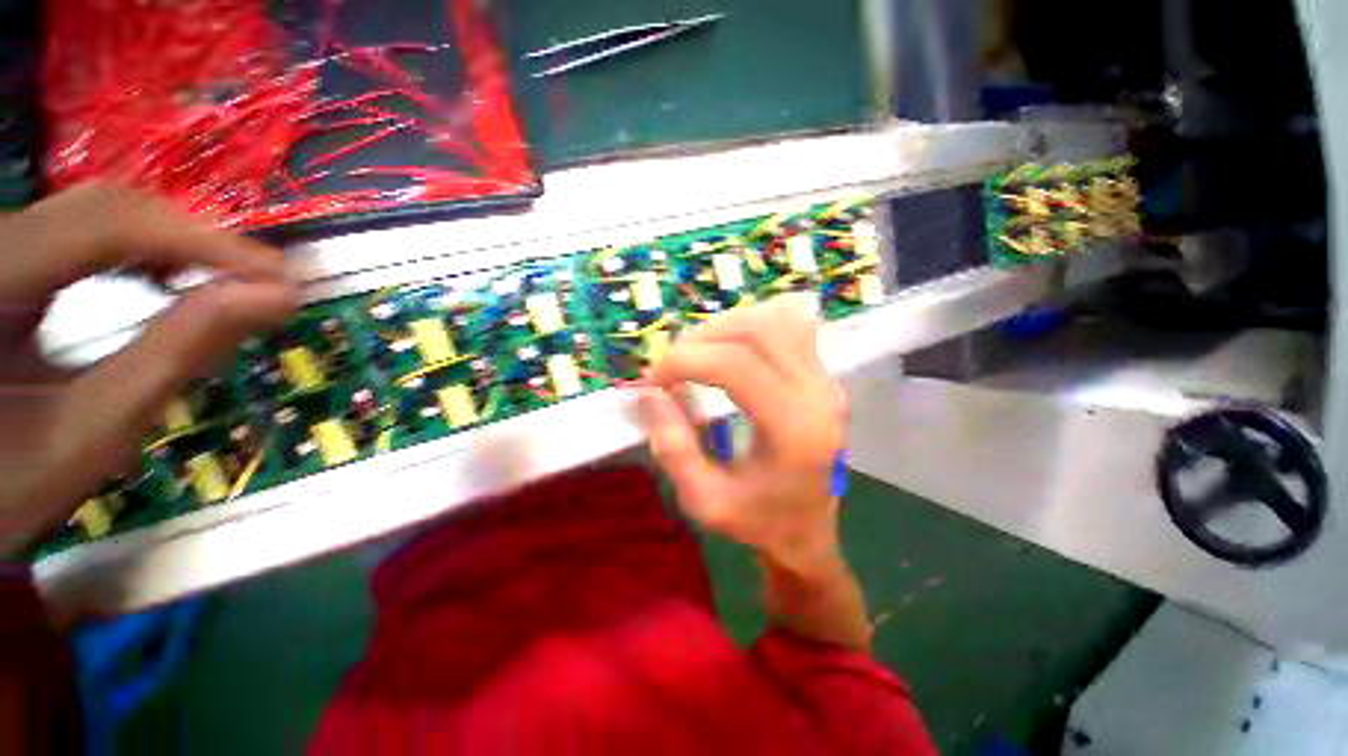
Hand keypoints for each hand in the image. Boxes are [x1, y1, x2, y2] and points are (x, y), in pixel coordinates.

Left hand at [0, 185, 296, 556]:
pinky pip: (83, 231)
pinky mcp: (10, 256)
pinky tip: (175, 277)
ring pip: (97, 212)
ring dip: (175, 245)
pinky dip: (143, 252)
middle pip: (104, 208)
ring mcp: (0, 246)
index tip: (282, 280)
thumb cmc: (15, 482)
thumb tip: (275, 299)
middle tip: (269, 283)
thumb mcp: (95, 431)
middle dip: (196, 241)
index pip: (106, 226)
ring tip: (235, 283)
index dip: (203, 242)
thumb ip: (177, 355)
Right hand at [641, 294, 847, 571]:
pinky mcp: (824, 376)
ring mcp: (827, 381)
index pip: (737, 365)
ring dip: (726, 328)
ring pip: (775, 320)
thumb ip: (674, 449)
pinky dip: (751, 327)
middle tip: (672, 362)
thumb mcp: (704, 502)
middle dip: (702, 338)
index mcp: (795, 430)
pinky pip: (788, 329)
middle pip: (757, 331)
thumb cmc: (759, 522)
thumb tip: (653, 393)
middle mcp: (820, 395)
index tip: (654, 379)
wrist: (809, 530)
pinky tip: (729, 347)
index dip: (686, 361)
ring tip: (696, 353)